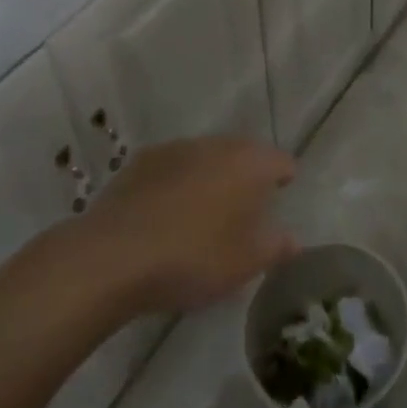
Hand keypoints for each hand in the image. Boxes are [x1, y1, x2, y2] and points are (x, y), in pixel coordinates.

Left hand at [75, 137, 298, 315]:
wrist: (112, 256)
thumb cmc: (194, 257)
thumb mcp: (246, 263)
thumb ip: (277, 247)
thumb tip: (294, 239)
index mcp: (250, 163)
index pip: (281, 161)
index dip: (284, 178)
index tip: (282, 196)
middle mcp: (217, 144)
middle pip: (243, 154)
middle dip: (247, 176)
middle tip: (244, 209)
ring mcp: (177, 148)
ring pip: (206, 158)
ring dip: (210, 178)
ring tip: (203, 213)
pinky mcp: (141, 161)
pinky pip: (172, 168)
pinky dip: (176, 184)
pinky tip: (166, 214)